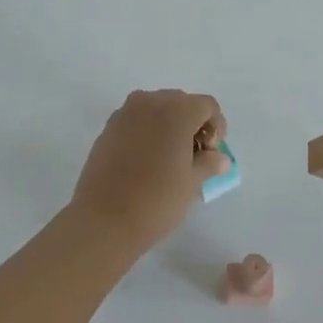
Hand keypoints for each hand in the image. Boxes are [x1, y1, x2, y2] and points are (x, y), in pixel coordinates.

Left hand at [71, 89, 225, 258]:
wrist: (102, 220)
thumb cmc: (156, 200)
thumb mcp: (191, 183)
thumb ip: (209, 163)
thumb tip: (219, 158)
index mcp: (176, 110)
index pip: (206, 105)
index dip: (216, 126)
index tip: (213, 153)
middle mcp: (150, 102)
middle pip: (181, 102)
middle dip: (193, 124)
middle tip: (195, 156)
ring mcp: (125, 113)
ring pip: (156, 109)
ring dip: (169, 126)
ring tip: (171, 159)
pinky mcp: (107, 128)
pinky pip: (136, 120)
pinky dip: (148, 132)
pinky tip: (147, 161)